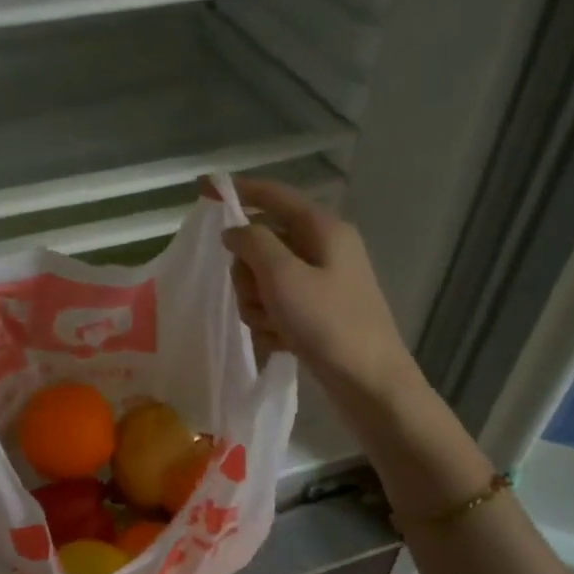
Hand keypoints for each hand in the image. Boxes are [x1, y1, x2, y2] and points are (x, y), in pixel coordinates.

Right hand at [220, 178, 412, 404]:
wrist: (370, 384)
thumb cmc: (328, 324)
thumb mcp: (283, 277)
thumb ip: (253, 243)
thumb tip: (233, 229)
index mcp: (323, 229)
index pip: (274, 195)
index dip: (239, 190)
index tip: (203, 188)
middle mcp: (323, 248)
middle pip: (263, 242)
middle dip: (248, 271)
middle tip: (256, 294)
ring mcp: (321, 282)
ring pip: (264, 277)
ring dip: (257, 302)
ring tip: (273, 325)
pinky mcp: (317, 311)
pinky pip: (277, 304)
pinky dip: (271, 321)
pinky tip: (280, 340)